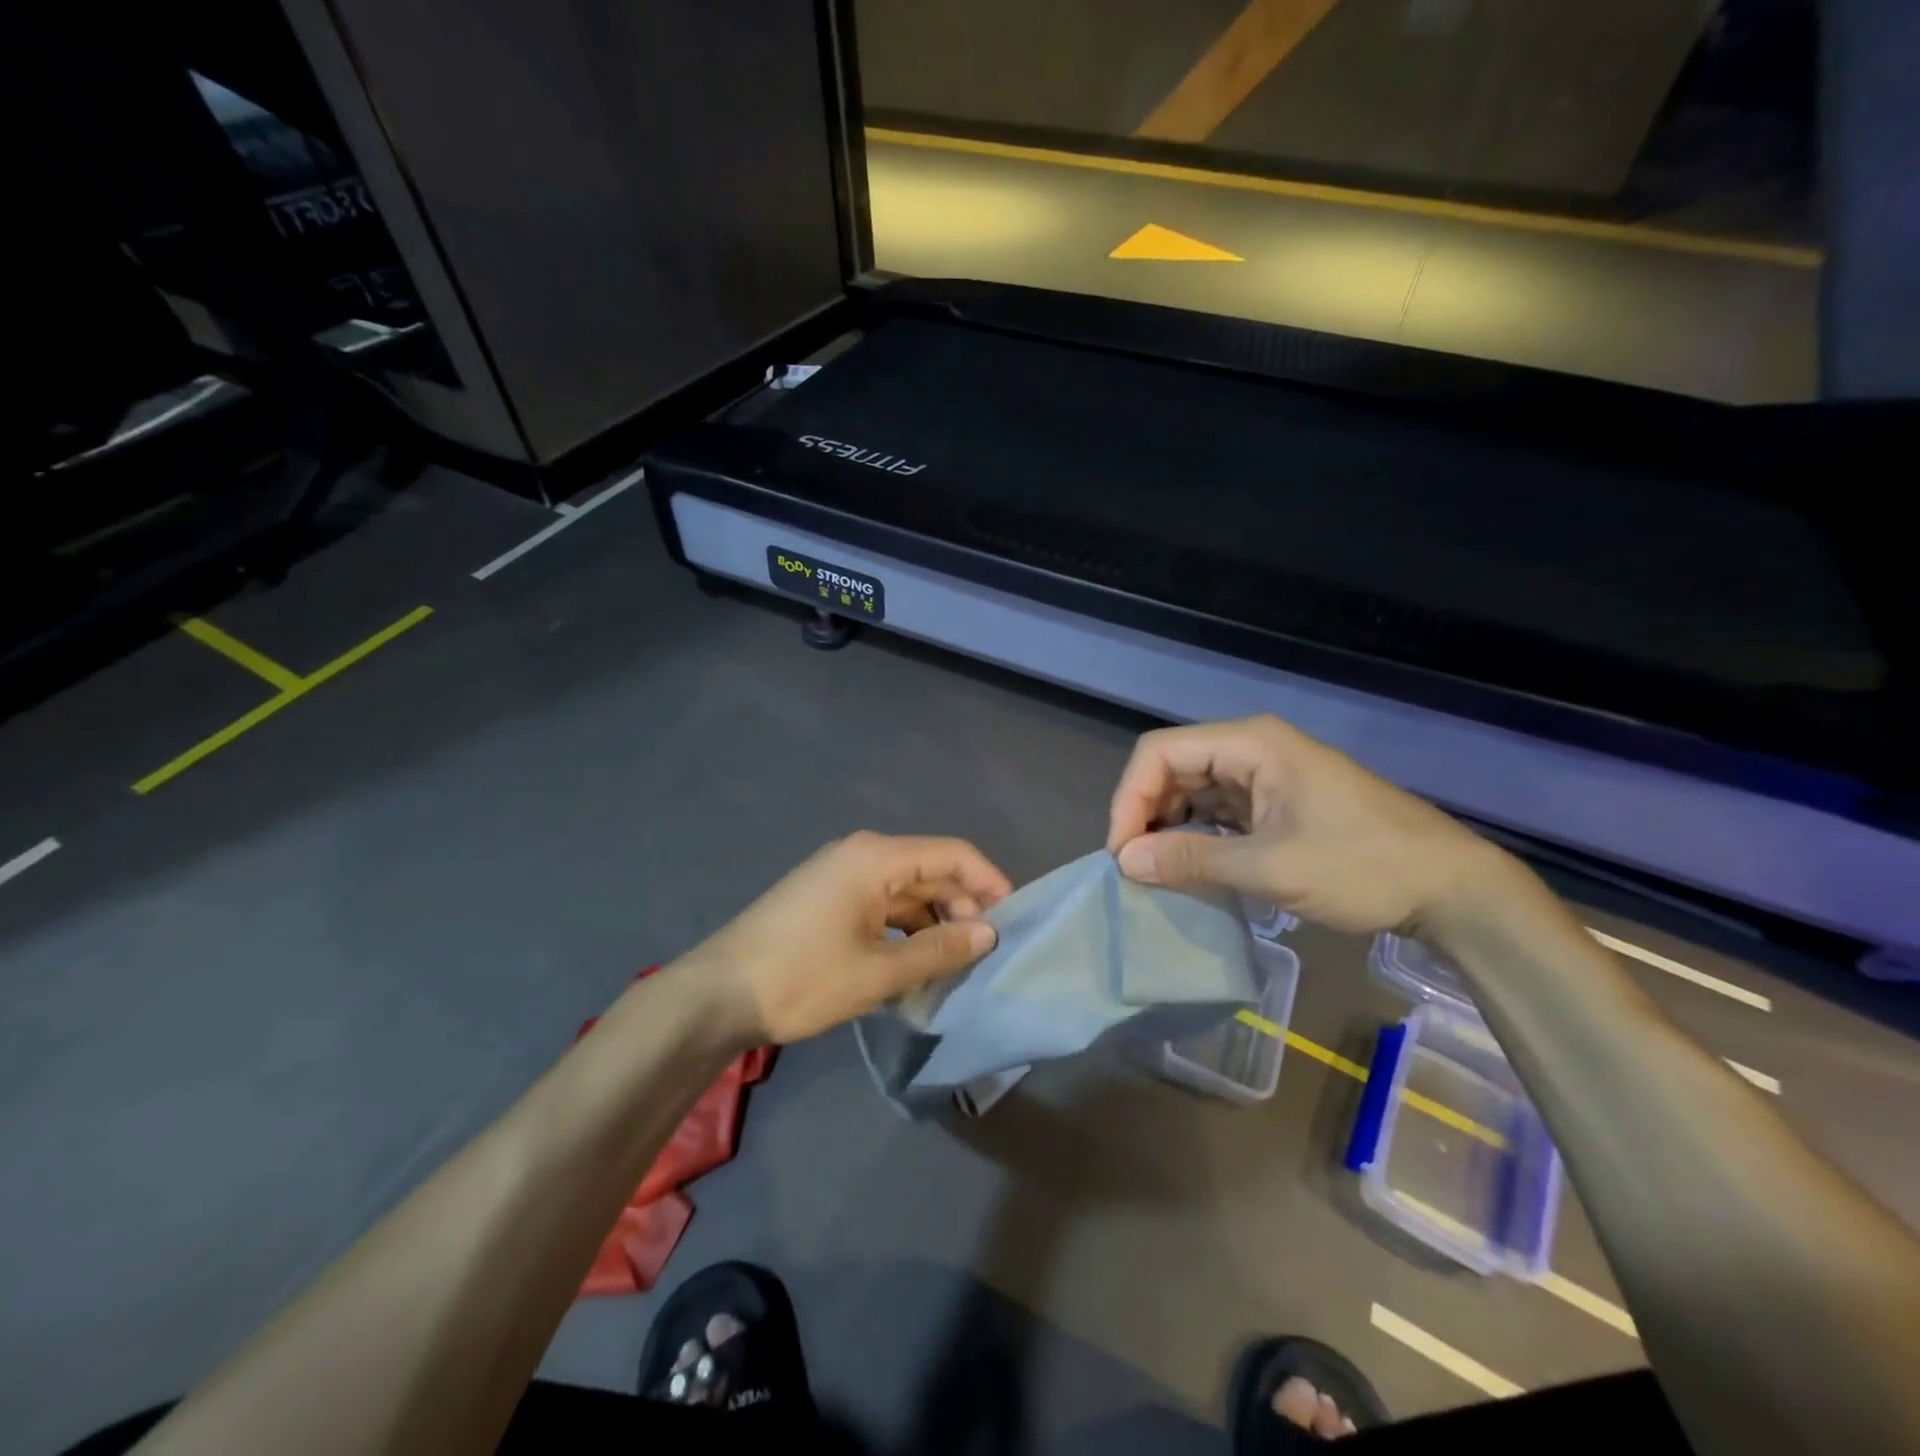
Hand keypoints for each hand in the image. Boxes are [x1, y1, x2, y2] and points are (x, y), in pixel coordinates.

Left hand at [680, 832, 1013, 1044]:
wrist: (716, 995)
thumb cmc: (802, 978)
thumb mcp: (880, 971)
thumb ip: (940, 950)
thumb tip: (988, 933)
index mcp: (876, 857)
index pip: (953, 854)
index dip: (989, 882)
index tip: (1013, 921)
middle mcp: (861, 854)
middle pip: (930, 870)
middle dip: (961, 908)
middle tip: (982, 956)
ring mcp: (839, 876)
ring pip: (905, 891)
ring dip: (932, 923)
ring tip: (952, 966)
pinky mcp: (826, 899)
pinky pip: (880, 905)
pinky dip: (903, 930)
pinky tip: (913, 965)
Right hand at [1105, 716, 1506, 935]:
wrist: (1449, 887)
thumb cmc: (1362, 866)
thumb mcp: (1270, 867)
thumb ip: (1192, 859)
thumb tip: (1125, 861)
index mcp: (1250, 743)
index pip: (1160, 753)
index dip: (1130, 797)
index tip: (1122, 852)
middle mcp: (1252, 749)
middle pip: (1172, 767)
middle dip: (1145, 812)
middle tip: (1135, 866)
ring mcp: (1266, 775)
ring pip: (1193, 789)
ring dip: (1168, 825)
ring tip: (1156, 869)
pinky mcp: (1277, 803)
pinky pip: (1218, 809)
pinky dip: (1197, 834)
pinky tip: (1190, 865)